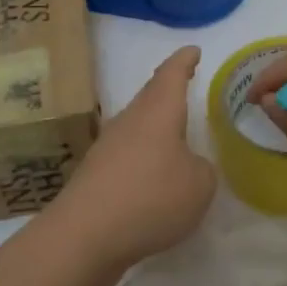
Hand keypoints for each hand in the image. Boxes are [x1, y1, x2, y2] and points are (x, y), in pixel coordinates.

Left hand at [41, 46, 216, 283]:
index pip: (172, 74)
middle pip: (150, 97)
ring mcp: (108, 147)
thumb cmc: (151, 198)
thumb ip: (202, 170)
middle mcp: (129, 121)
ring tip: (174, 133)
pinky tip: (153, 175)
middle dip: (168, 91)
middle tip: (184, 85)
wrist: (85, 235)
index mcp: (157, 112)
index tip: (193, 50)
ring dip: (155, 126)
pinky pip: (127, 154)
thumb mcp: (199, 186)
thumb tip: (188, 166)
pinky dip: (144, 157)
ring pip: (137, 125)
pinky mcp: (96, 175)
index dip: (184, 61)